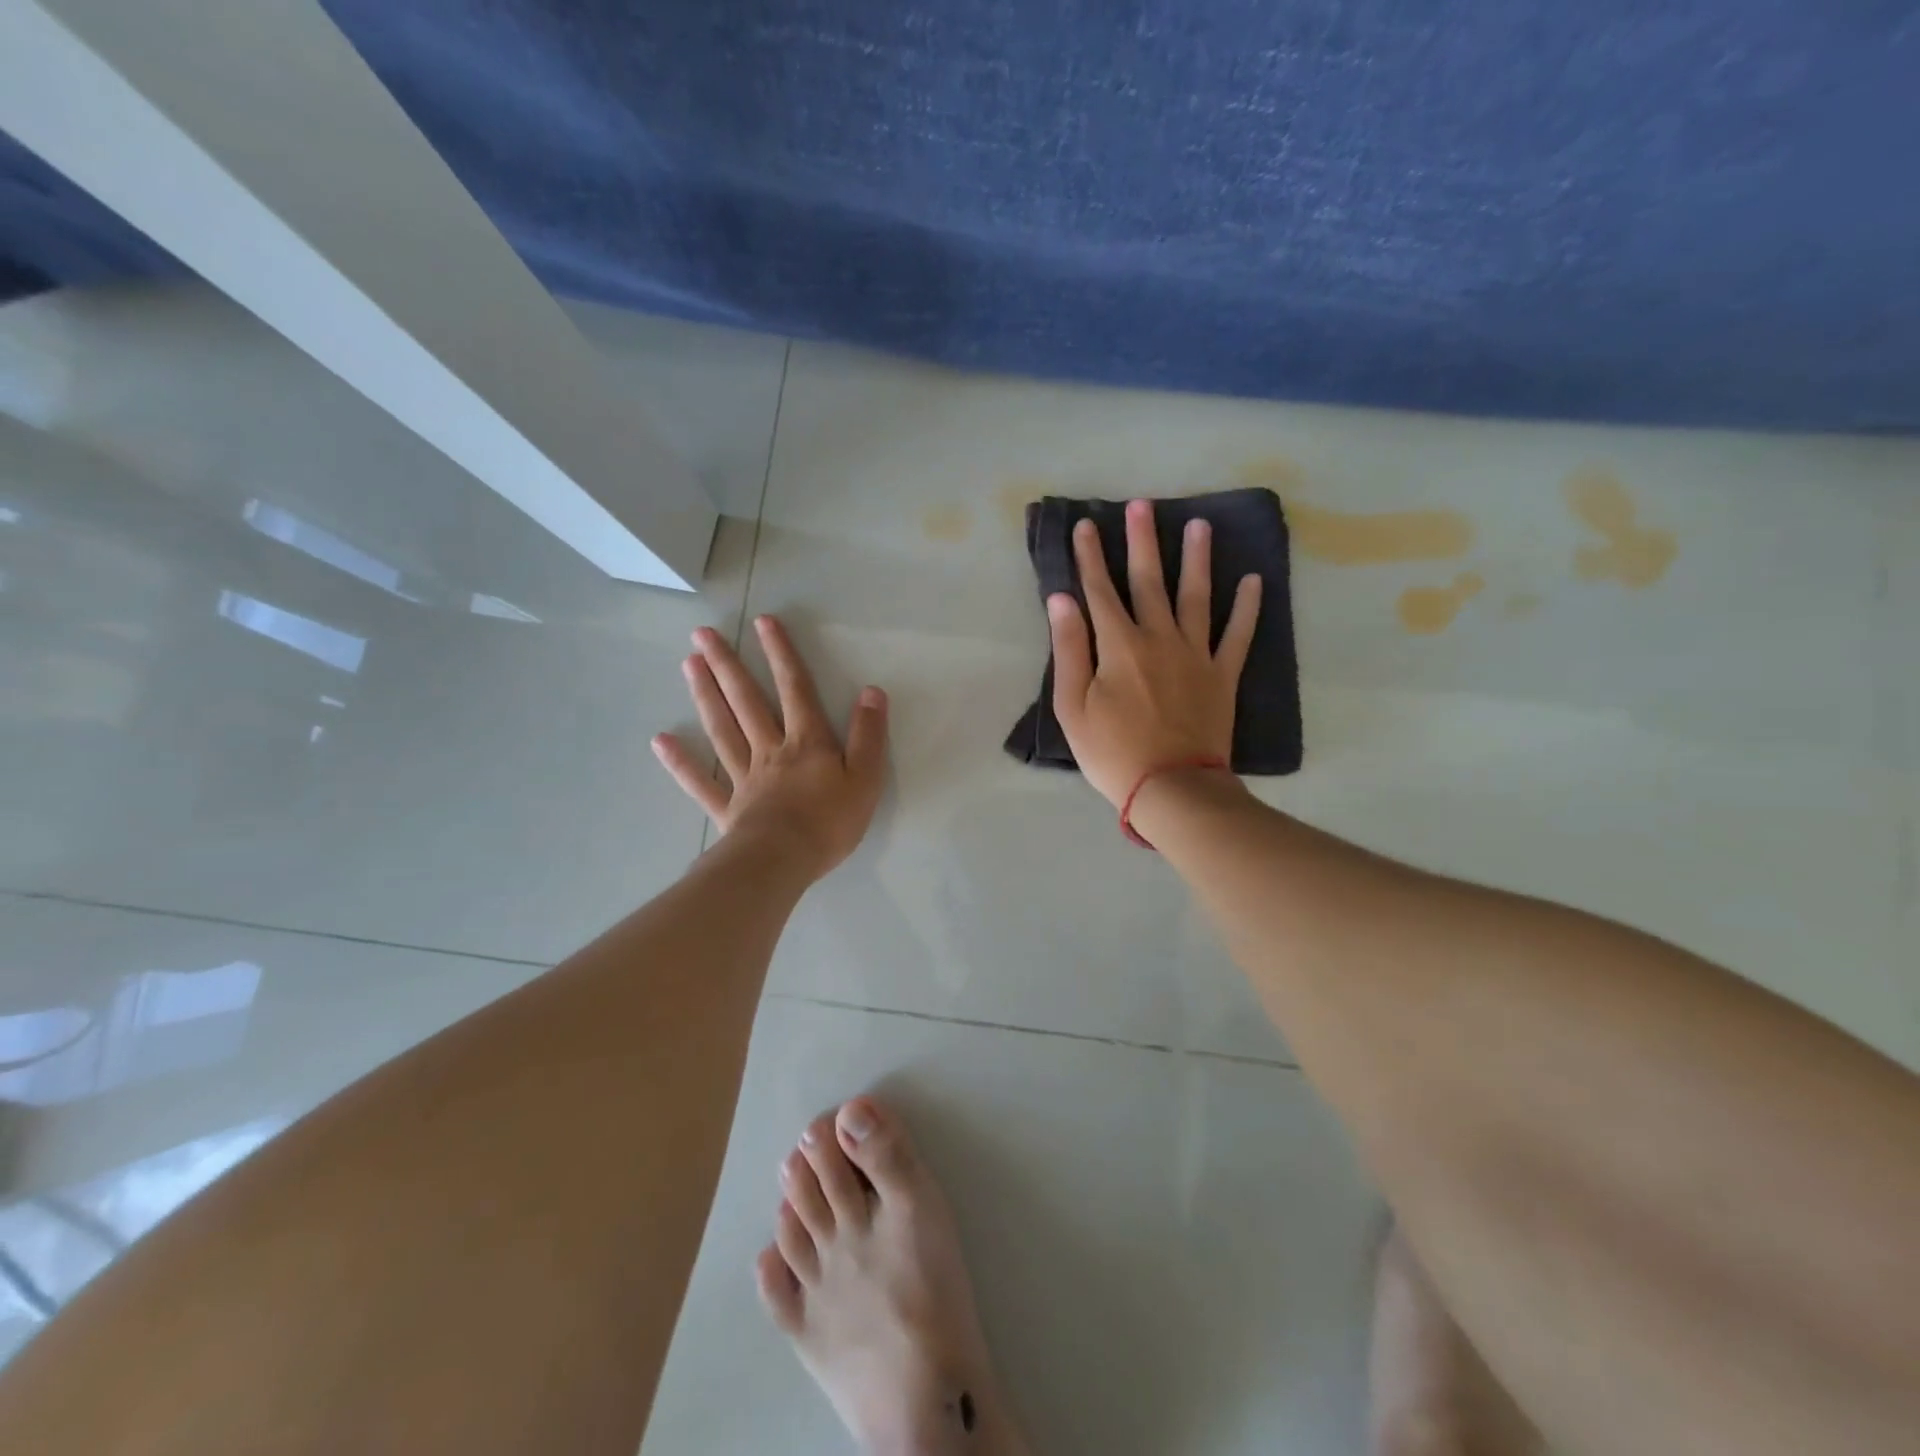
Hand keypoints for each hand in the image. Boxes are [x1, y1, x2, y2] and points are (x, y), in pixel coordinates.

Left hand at [652, 615, 887, 880]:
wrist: (784, 861)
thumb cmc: (830, 822)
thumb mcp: (866, 778)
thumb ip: (868, 735)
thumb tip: (872, 692)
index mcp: (807, 742)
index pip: (795, 689)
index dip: (781, 654)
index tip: (763, 621)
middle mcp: (771, 750)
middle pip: (747, 701)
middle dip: (728, 664)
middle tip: (702, 634)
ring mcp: (744, 777)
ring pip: (722, 729)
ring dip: (705, 696)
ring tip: (688, 665)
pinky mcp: (727, 806)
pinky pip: (700, 781)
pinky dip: (680, 762)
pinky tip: (660, 741)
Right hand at [1047, 501, 1261, 806]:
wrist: (1172, 788)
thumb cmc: (1112, 752)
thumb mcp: (1072, 707)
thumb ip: (1068, 650)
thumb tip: (1062, 600)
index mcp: (1119, 646)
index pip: (1100, 591)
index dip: (1090, 557)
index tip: (1085, 525)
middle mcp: (1159, 638)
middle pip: (1149, 581)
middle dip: (1142, 541)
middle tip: (1142, 505)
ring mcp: (1196, 654)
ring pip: (1197, 596)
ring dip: (1197, 559)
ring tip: (1199, 526)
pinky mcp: (1223, 675)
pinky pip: (1238, 634)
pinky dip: (1247, 607)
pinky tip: (1253, 581)